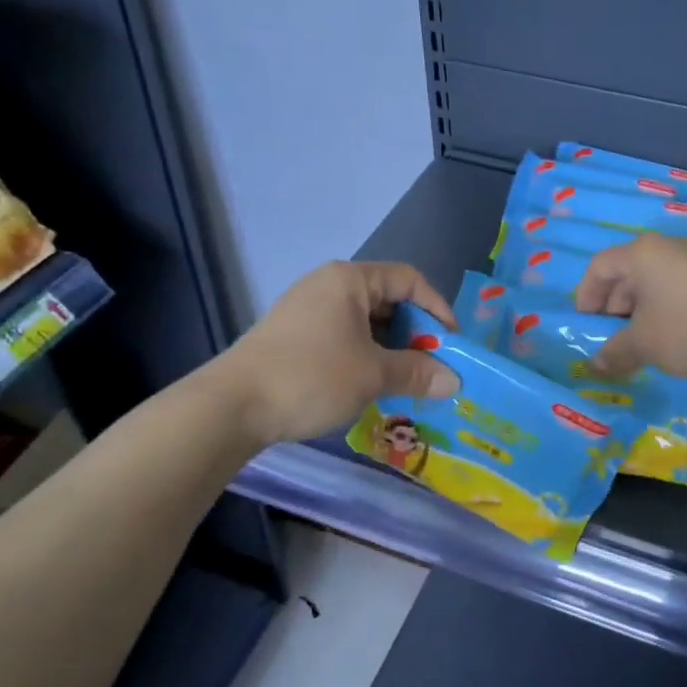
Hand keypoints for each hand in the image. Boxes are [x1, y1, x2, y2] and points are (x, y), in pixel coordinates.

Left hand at [227, 261, 460, 444]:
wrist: (232, 406)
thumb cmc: (311, 377)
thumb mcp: (373, 375)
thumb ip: (417, 373)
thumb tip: (454, 381)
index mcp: (349, 280)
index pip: (409, 279)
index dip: (437, 308)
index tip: (451, 344)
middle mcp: (327, 285)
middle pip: (387, 299)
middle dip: (415, 332)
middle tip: (430, 366)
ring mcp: (306, 309)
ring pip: (365, 321)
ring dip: (390, 348)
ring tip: (404, 380)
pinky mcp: (293, 335)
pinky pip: (343, 336)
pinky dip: (365, 355)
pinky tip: (370, 384)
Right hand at [573, 234, 686, 380]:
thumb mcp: (643, 345)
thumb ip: (614, 352)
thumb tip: (597, 363)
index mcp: (642, 253)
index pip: (599, 267)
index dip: (585, 298)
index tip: (584, 328)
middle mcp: (667, 249)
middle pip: (627, 274)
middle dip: (613, 310)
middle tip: (610, 342)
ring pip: (654, 286)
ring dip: (640, 316)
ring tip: (639, 348)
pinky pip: (678, 293)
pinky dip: (665, 315)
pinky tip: (671, 344)